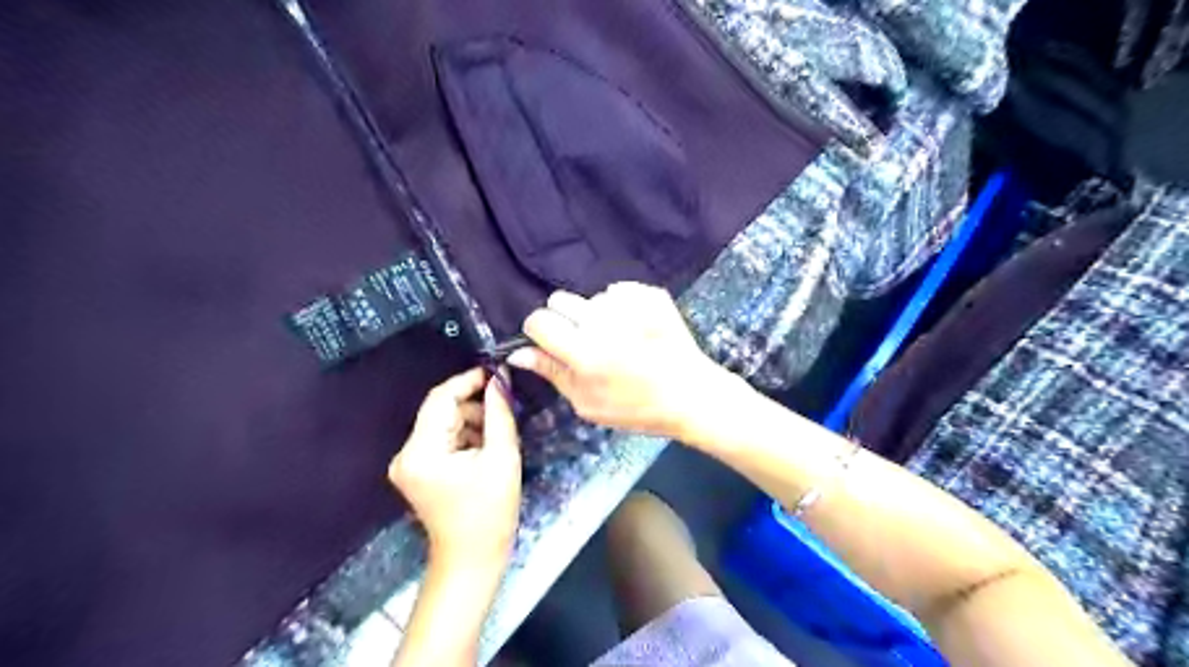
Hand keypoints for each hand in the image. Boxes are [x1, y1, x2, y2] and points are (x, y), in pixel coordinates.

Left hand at [390, 367, 521, 566]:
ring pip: (443, 423)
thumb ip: (499, 413)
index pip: (440, 398)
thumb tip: (500, 378)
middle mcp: (406, 454)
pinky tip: (484, 449)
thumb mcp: (502, 457)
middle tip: (505, 408)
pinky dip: (464, 437)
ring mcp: (409, 464)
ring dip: (471, 422)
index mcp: (421, 451)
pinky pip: (442, 439)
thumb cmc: (491, 511)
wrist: (472, 559)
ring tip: (498, 436)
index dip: (469, 381)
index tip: (497, 374)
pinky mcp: (417, 471)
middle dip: (474, 406)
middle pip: (440, 411)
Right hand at [504, 284, 730, 440]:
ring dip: (596, 315)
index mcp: (583, 352)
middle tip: (584, 343)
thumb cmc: (636, 408)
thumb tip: (517, 353)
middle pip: (560, 300)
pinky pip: (619, 291)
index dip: (539, 332)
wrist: (691, 394)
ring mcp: (628, 304)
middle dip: (564, 319)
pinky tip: (637, 329)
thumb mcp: (588, 403)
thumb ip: (551, 372)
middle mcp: (602, 322)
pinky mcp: (649, 293)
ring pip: (591, 298)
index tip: (549, 344)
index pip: (538, 320)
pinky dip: (622, 307)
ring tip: (619, 340)